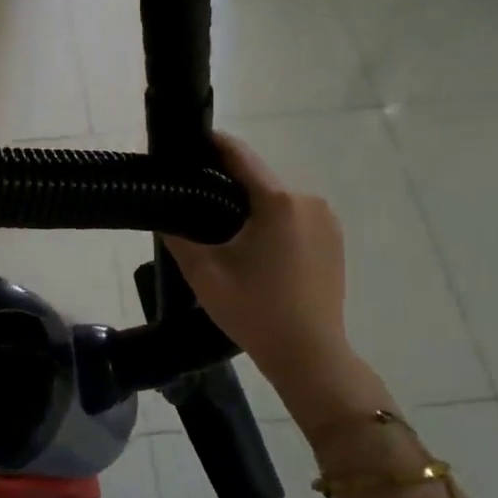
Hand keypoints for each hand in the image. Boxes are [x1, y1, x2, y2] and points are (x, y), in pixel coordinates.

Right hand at [164, 133, 384, 434]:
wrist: (310, 354)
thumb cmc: (254, 310)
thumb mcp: (204, 273)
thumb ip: (177, 235)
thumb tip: (162, 211)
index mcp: (277, 201)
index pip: (239, 155)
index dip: (211, 144)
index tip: (187, 142)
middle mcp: (307, 200)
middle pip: (257, 179)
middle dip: (226, 184)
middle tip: (194, 200)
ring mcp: (327, 220)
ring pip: (275, 200)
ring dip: (250, 207)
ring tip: (221, 231)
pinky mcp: (335, 239)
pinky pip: (294, 217)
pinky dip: (272, 223)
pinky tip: (254, 250)